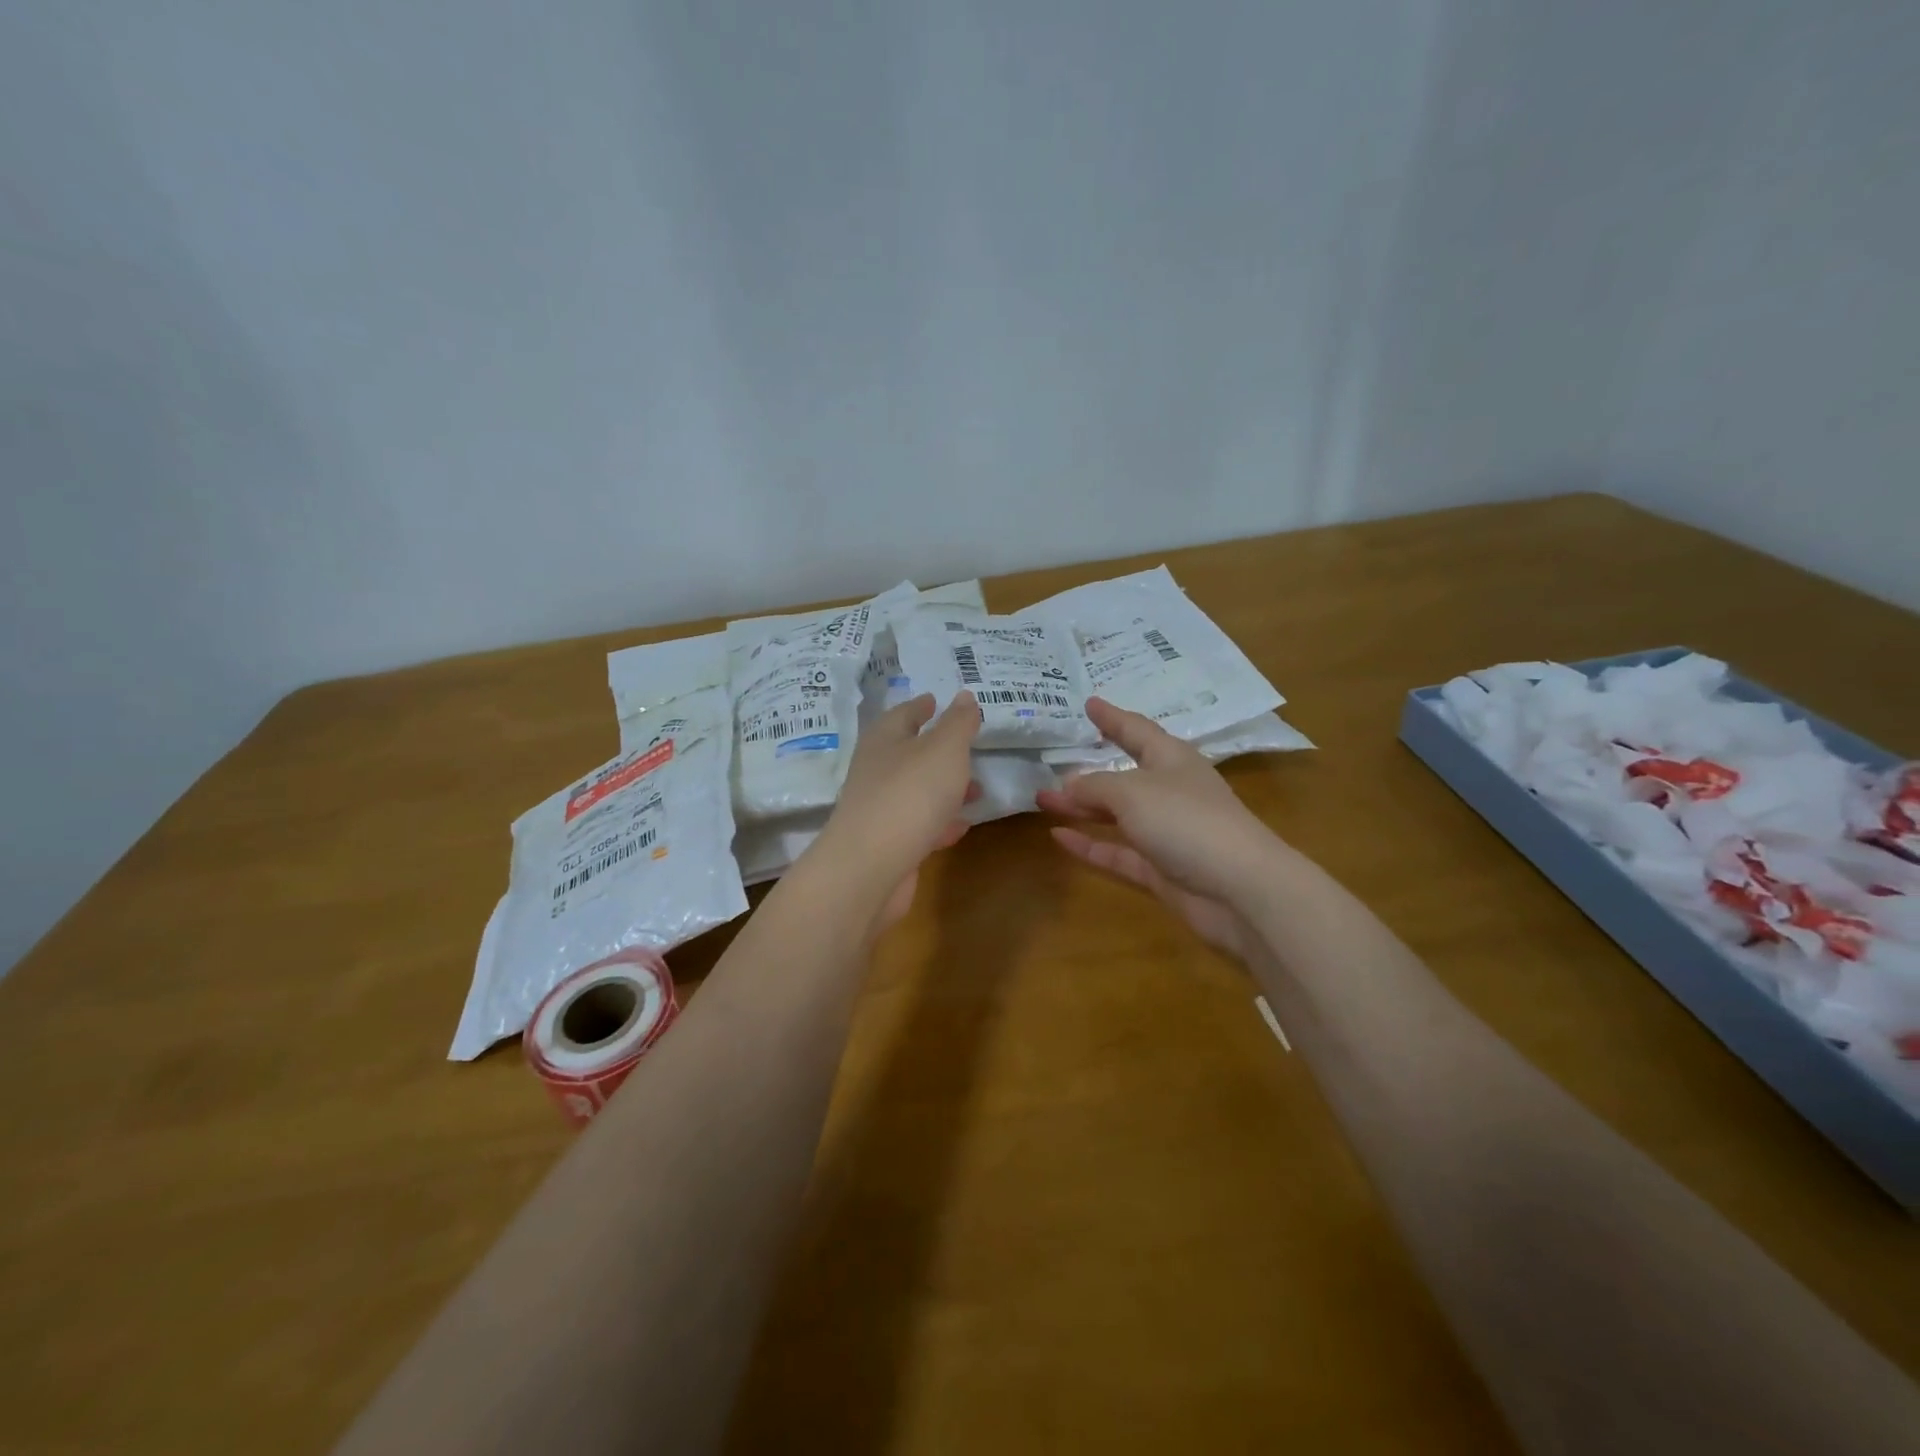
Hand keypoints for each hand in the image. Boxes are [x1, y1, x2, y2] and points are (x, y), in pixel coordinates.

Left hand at [814, 691, 980, 930]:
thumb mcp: (944, 749)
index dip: (921, 706)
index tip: (934, 700)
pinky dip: (940, 822)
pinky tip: (961, 827)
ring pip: (916, 791)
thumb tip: (964, 696)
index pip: (903, 714)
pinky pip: (919, 826)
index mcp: (884, 740)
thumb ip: (958, 723)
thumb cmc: (910, 794)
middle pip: (908, 753)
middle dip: (938, 750)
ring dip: (944, 789)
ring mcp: (879, 810)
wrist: (871, 867)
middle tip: (967, 747)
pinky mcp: (887, 845)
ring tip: (976, 789)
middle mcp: (876, 771)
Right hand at [1037, 697, 1281, 959]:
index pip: (1136, 730)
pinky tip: (1058, 837)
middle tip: (1049, 764)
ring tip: (1042, 801)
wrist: (1239, 890)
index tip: (1089, 703)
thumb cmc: (1186, 821)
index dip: (1112, 717)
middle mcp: (1170, 792)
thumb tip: (1069, 784)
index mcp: (1172, 760)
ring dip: (1081, 808)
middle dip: (1086, 772)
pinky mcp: (1160, 870)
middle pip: (1122, 776)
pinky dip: (1089, 845)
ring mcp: (1166, 833)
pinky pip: (1117, 852)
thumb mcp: (1132, 792)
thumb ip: (1095, 785)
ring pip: (1116, 815)